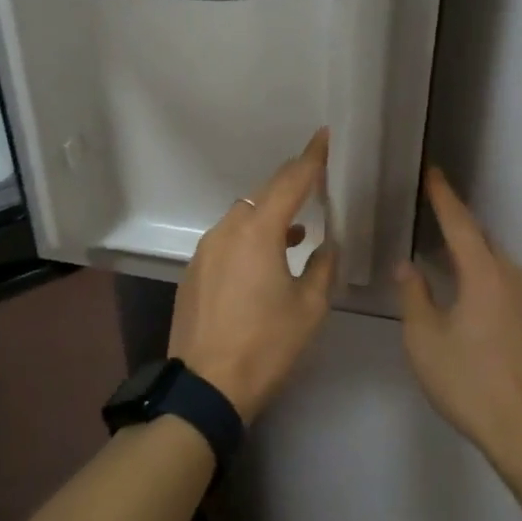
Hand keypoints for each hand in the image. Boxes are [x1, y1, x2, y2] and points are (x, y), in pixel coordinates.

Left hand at [169, 129, 337, 420]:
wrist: (206, 384)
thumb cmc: (266, 345)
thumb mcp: (309, 308)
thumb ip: (323, 266)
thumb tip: (327, 244)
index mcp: (258, 232)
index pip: (290, 182)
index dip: (311, 158)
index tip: (323, 135)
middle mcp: (227, 230)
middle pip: (263, 195)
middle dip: (290, 184)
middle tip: (314, 179)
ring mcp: (205, 249)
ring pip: (242, 216)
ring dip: (269, 214)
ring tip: (297, 228)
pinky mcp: (194, 270)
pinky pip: (227, 238)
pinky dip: (249, 236)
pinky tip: (265, 258)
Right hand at [396, 167, 521, 468]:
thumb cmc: (470, 383)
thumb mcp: (424, 340)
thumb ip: (414, 296)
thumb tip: (408, 267)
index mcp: (486, 275)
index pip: (461, 224)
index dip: (443, 196)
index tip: (432, 172)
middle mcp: (518, 279)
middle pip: (483, 243)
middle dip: (458, 230)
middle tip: (431, 223)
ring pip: (499, 268)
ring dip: (474, 261)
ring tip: (447, 268)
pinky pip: (512, 290)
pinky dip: (489, 284)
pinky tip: (473, 306)